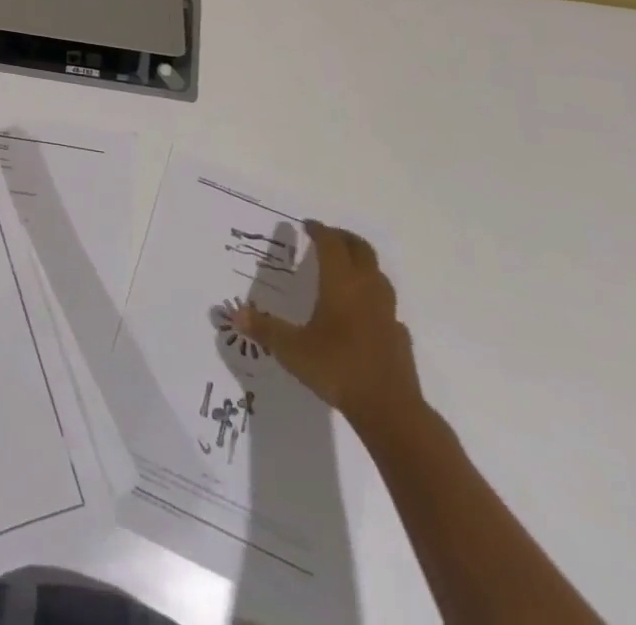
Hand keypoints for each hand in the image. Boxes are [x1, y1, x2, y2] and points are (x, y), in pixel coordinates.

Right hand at [236, 221, 422, 431]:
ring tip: (347, 269)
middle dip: (344, 238)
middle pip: (361, 250)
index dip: (320, 231)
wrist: (390, 410)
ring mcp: (387, 313)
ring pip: (378, 274)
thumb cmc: (337, 368)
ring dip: (363, 264)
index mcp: (340, 284)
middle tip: (328, 237)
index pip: (331, 244)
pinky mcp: (399, 336)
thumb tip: (235, 314)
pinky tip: (366, 314)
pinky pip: (387, 307)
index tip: (308, 225)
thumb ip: (264, 329)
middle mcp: (366, 290)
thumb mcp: (292, 350)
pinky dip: (375, 300)